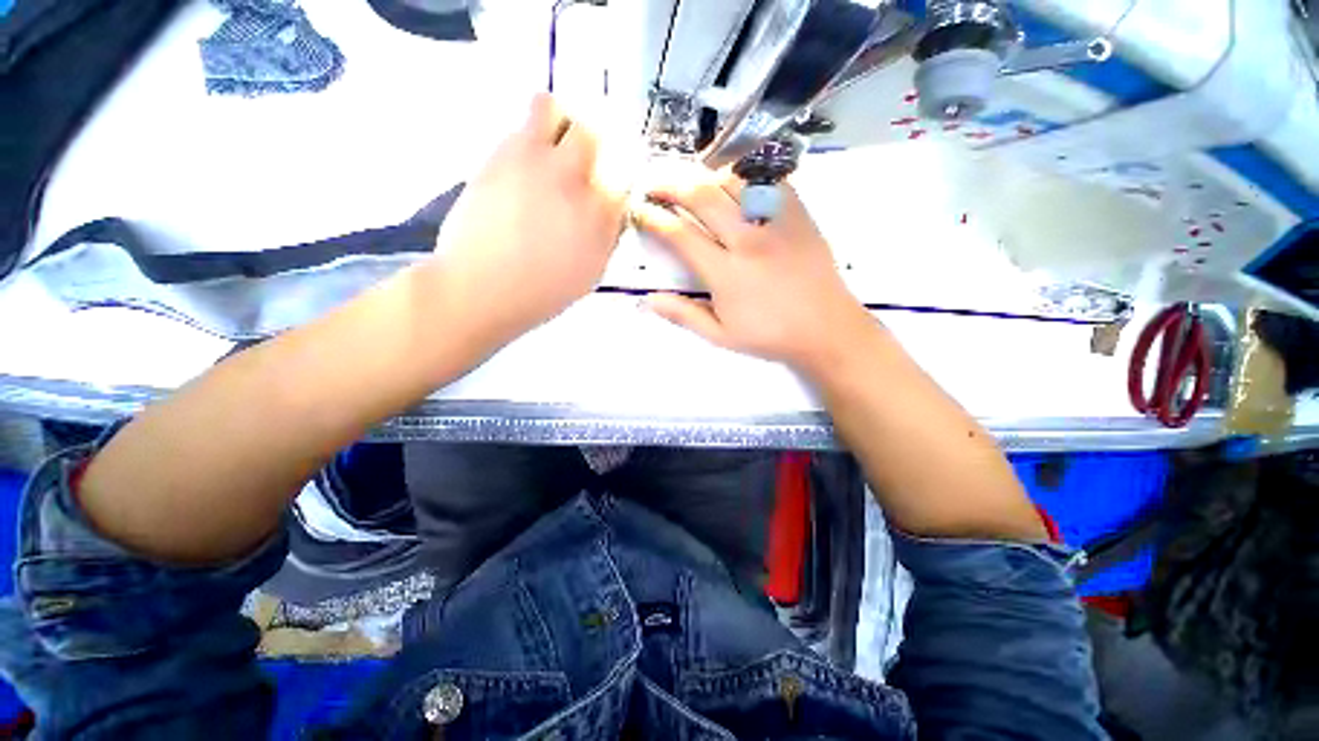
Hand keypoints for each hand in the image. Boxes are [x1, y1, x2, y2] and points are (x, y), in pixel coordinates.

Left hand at [432, 93, 627, 348]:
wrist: (484, 288)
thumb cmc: (542, 291)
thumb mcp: (591, 273)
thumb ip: (607, 236)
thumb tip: (612, 211)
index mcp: (601, 215)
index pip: (622, 172)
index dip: (615, 172)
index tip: (606, 179)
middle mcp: (574, 180)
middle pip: (592, 130)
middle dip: (589, 141)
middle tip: (577, 160)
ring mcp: (535, 162)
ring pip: (551, 108)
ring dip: (555, 122)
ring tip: (548, 149)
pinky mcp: (499, 156)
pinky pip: (518, 125)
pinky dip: (526, 135)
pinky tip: (521, 167)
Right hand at [633, 165, 877, 375]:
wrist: (826, 328)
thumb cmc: (770, 336)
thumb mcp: (721, 335)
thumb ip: (683, 315)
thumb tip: (647, 299)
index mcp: (726, 273)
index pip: (680, 234)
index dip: (653, 218)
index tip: (638, 211)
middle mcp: (748, 239)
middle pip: (701, 195)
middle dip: (669, 182)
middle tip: (653, 182)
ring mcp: (775, 221)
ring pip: (733, 179)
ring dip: (704, 175)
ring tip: (690, 182)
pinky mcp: (798, 213)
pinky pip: (767, 178)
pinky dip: (743, 174)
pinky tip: (732, 183)